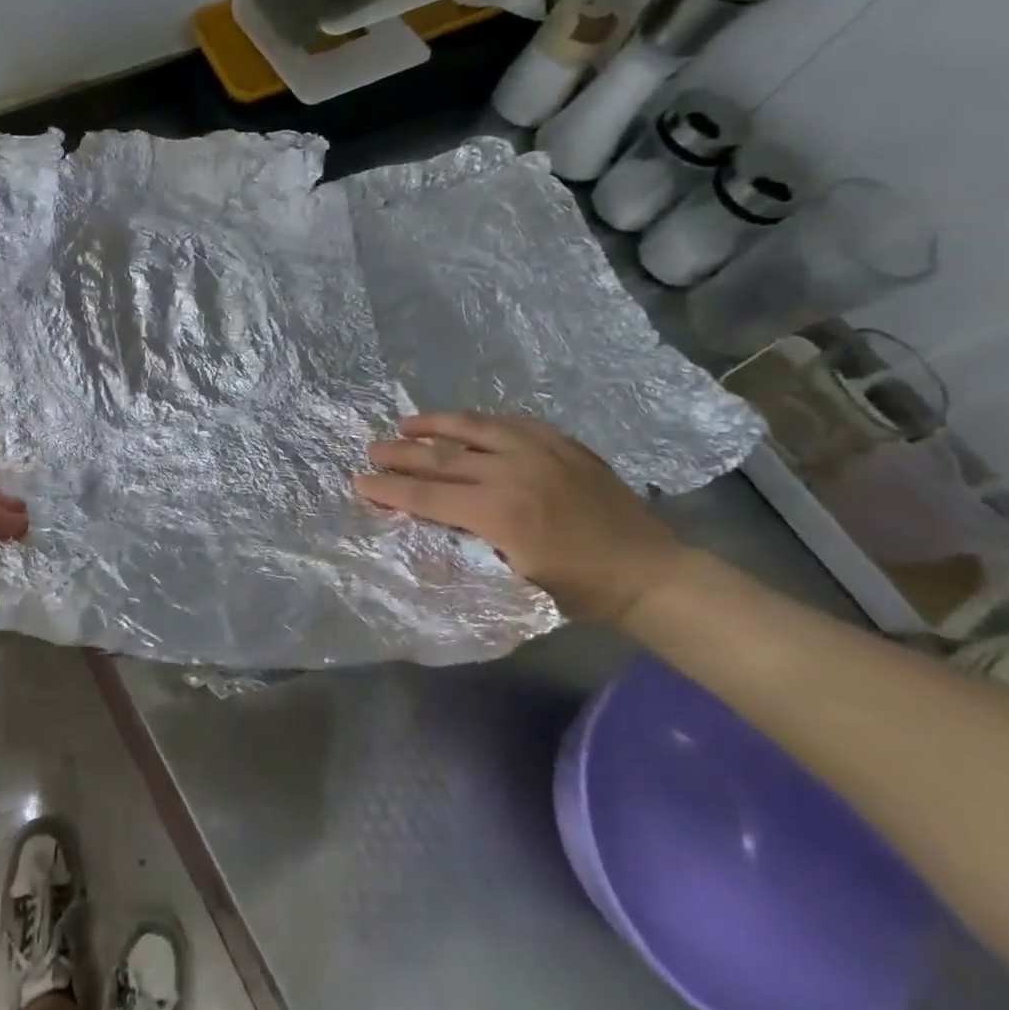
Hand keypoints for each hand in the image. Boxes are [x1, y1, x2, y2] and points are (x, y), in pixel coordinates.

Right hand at [354, 411, 686, 623]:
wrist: (649, 571)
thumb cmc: (577, 588)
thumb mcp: (514, 581)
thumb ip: (468, 545)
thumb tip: (425, 526)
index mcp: (501, 513)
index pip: (428, 497)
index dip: (390, 489)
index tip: (359, 481)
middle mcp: (514, 473)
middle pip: (441, 458)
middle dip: (400, 454)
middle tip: (371, 450)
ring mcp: (540, 451)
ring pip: (472, 428)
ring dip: (433, 425)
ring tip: (406, 424)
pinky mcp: (561, 442)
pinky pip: (509, 421)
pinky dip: (478, 421)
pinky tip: (463, 422)